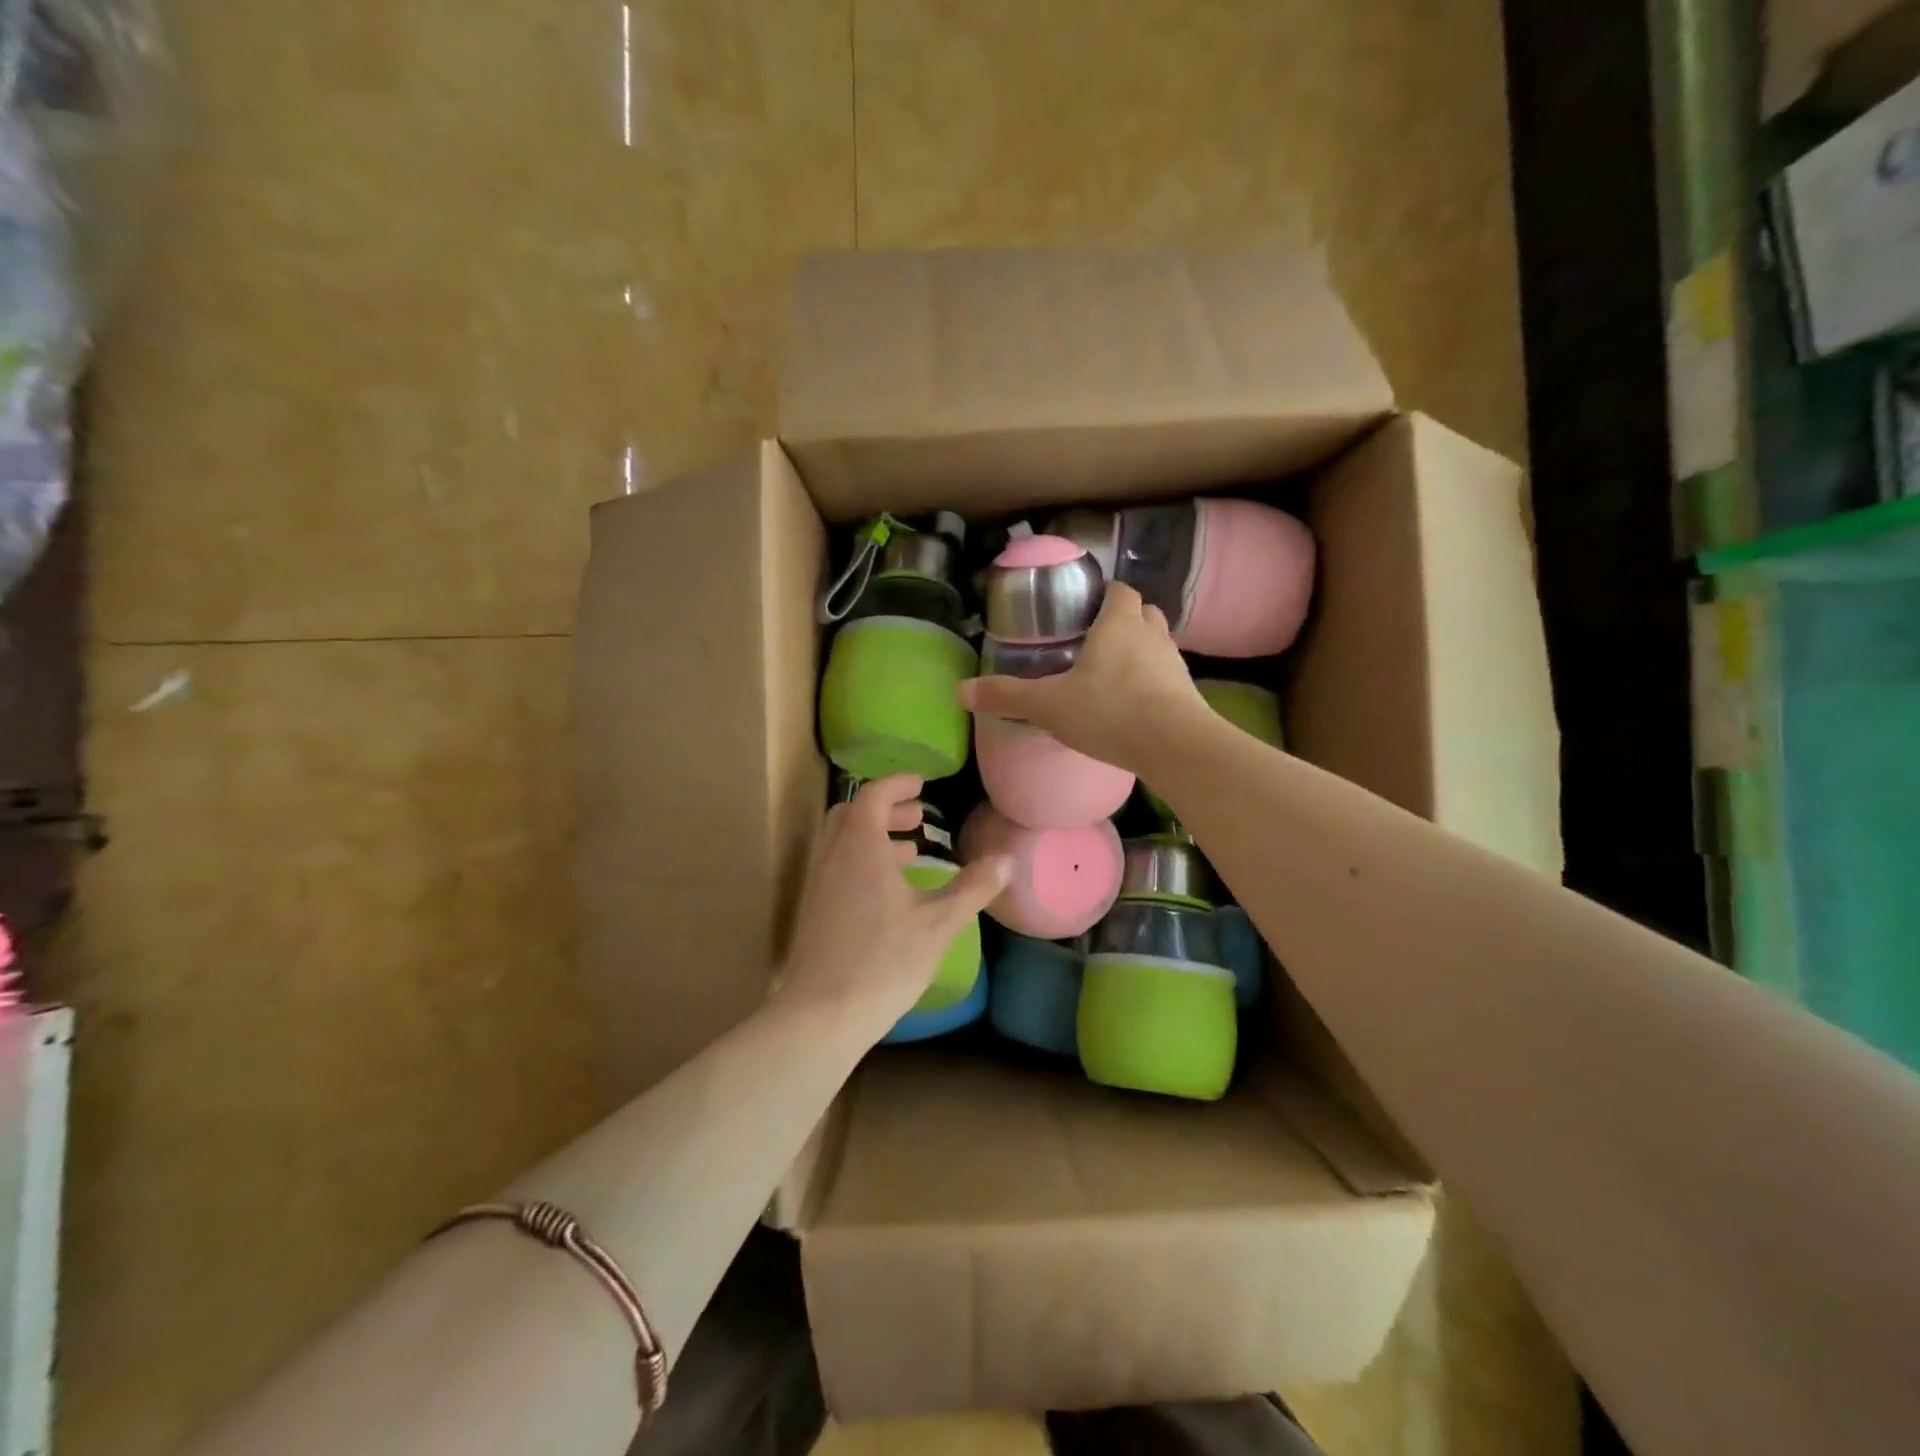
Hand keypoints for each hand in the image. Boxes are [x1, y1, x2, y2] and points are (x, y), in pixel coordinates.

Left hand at [779, 775, 1009, 1035]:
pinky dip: (864, 863)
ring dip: (875, 838)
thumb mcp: (939, 923)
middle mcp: (833, 858)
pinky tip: (891, 895)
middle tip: (917, 818)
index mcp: (859, 847)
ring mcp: (819, 887)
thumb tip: (1007, 860)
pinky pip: (839, 869)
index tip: (922, 784)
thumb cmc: (884, 960)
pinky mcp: (816, 913)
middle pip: (852, 815)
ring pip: (843, 844)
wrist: (822, 1015)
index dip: (897, 784)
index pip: (873, 796)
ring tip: (910, 853)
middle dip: (885, 810)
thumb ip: (973, 887)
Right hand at [958, 582, 1207, 774]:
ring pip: (1158, 644)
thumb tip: (960, 690)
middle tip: (1096, 640)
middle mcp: (1152, 634)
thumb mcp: (1048, 705)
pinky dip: (1153, 682)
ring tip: (1114, 673)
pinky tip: (1134, 705)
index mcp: (1119, 623)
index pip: (1119, 590)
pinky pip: (1167, 677)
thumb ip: (1007, 696)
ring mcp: (1175, 664)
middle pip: (1144, 612)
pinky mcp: (1189, 694)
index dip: (1104, 594)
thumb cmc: (1109, 711)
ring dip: (1141, 650)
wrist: (1174, 746)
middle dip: (1124, 619)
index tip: (1085, 607)